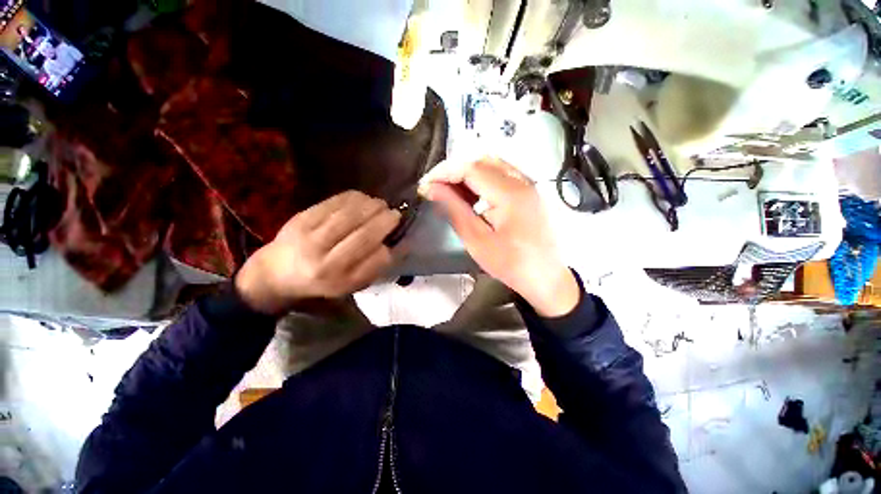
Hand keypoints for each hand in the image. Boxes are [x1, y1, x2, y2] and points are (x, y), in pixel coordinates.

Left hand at [235, 191, 400, 315]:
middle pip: (363, 235)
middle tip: (395, 214)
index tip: (397, 235)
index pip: (374, 260)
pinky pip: (334, 202)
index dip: (390, 245)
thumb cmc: (322, 281)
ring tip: (381, 205)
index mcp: (338, 280)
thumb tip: (401, 244)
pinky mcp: (301, 217)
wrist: (277, 272)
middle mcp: (324, 260)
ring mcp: (310, 237)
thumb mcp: (351, 284)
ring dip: (372, 206)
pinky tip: (363, 199)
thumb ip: (376, 266)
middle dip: (385, 221)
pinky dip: (354, 198)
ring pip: (350, 215)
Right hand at [420, 157, 579, 316]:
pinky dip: (482, 178)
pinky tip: (471, 194)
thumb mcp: (477, 240)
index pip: (470, 168)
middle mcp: (522, 181)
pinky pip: (502, 174)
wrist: (546, 277)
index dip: (444, 172)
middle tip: (435, 188)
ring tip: (449, 191)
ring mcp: (528, 184)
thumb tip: (431, 189)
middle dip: (453, 170)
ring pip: (492, 164)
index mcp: (510, 194)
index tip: (425, 184)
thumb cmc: (510, 264)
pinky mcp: (529, 191)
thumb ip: (454, 209)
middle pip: (481, 161)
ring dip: (467, 173)